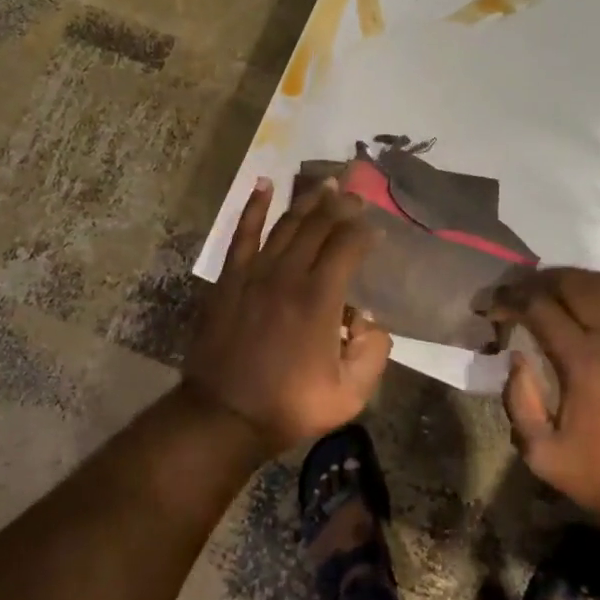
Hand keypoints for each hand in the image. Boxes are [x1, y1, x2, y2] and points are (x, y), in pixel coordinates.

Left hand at [185, 178, 392, 454]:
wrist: (223, 416)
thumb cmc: (288, 406)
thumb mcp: (348, 396)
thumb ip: (373, 354)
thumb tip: (371, 320)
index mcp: (319, 299)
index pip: (348, 246)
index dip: (365, 233)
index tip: (376, 230)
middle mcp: (288, 275)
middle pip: (319, 226)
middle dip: (341, 206)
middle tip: (356, 194)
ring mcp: (255, 272)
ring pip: (287, 224)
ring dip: (308, 200)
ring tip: (326, 183)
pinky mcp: (231, 278)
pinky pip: (243, 233)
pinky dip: (254, 207)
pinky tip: (264, 184)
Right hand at [493, 268, 599, 529]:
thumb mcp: (544, 457)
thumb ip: (520, 404)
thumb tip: (516, 359)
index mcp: (581, 360)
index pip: (537, 307)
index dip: (508, 300)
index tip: (489, 308)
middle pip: (570, 284)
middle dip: (536, 282)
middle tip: (515, 295)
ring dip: (574, 278)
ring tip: (552, 289)